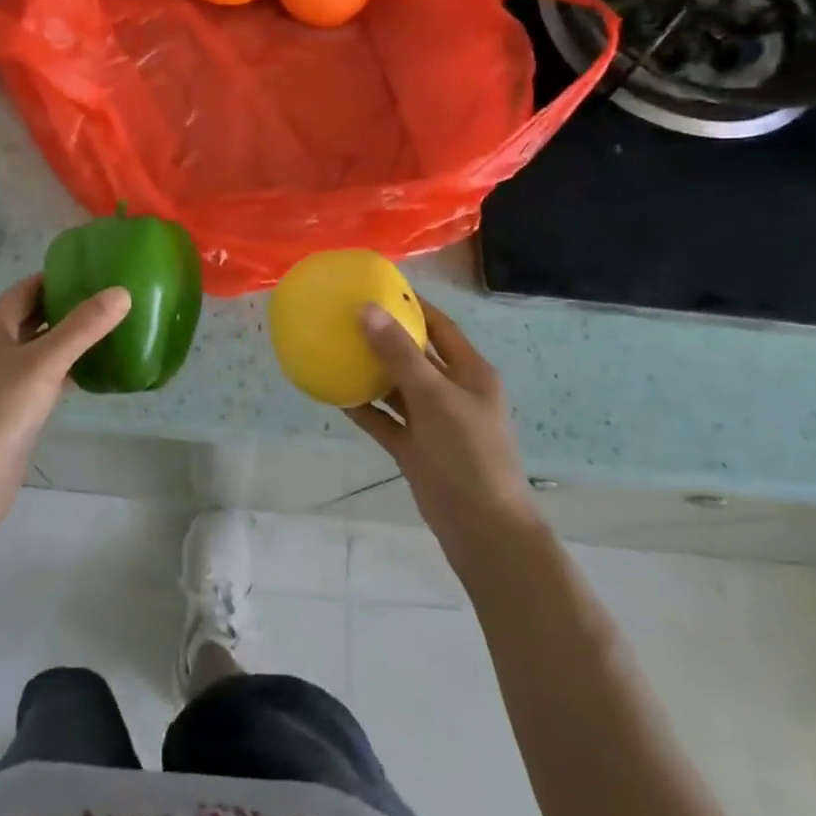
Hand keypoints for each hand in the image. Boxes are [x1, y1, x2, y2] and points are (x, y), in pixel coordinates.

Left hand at [0, 275, 130, 537]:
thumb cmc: (0, 411)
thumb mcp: (44, 362)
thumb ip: (83, 327)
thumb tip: (122, 292)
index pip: (30, 287)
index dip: (63, 276)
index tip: (102, 270)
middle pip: (38, 314)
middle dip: (73, 305)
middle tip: (116, 297)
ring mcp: (4, 376)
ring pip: (45, 345)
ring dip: (75, 336)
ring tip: (116, 324)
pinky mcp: (17, 403)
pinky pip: (49, 373)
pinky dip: (72, 366)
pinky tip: (103, 366)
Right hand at [349, 302, 542, 572]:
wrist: (482, 529)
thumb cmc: (469, 453)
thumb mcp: (435, 397)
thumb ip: (399, 355)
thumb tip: (366, 309)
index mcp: (469, 372)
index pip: (440, 327)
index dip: (413, 305)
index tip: (379, 286)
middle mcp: (450, 391)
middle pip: (414, 354)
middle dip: (384, 335)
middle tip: (347, 315)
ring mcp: (431, 421)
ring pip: (396, 387)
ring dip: (369, 371)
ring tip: (334, 347)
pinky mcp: (413, 447)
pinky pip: (383, 419)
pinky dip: (362, 406)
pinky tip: (333, 392)